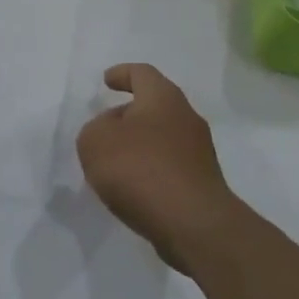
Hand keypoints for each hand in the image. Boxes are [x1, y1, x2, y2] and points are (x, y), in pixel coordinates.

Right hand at [78, 63, 240, 274]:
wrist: (194, 225)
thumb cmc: (141, 169)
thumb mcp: (96, 142)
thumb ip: (95, 129)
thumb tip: (111, 132)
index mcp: (163, 97)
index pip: (142, 73)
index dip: (122, 74)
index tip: (107, 81)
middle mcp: (186, 117)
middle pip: (155, 105)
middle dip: (130, 113)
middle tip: (106, 127)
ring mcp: (200, 152)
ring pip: (163, 137)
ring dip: (141, 145)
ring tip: (115, 164)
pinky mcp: (203, 183)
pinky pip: (170, 166)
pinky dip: (151, 170)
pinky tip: (134, 188)